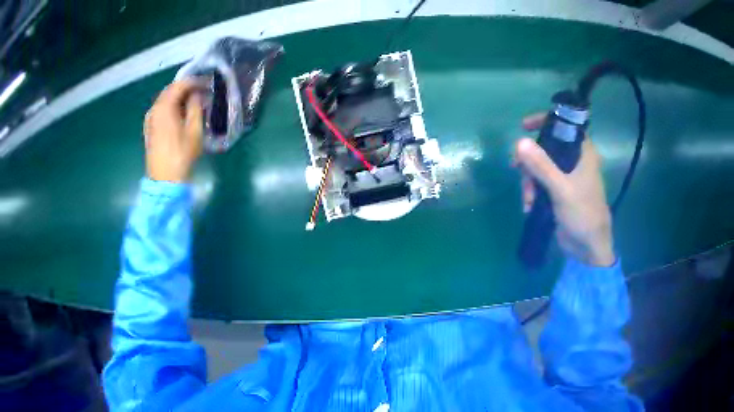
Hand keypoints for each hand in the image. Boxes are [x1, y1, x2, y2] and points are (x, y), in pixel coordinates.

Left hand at [144, 79, 204, 181]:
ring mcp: (149, 120)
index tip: (208, 84)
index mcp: (164, 107)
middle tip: (202, 91)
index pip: (180, 85)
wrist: (164, 181)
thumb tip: (196, 95)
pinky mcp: (149, 129)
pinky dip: (172, 107)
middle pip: (170, 90)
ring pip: (165, 100)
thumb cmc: (181, 155)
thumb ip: (196, 107)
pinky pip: (161, 110)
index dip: (195, 82)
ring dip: (179, 98)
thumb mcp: (194, 130)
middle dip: (186, 88)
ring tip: (193, 102)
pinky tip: (181, 114)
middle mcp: (154, 109)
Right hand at [514, 113, 615, 266]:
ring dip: (530, 181)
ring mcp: (566, 177)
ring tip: (528, 200)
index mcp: (583, 152)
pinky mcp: (559, 192)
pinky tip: (529, 207)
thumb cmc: (583, 214)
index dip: (544, 121)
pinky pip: (540, 183)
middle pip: (547, 147)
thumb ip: (542, 165)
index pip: (564, 126)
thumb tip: (519, 142)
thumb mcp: (561, 189)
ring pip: (540, 167)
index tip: (524, 127)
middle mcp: (575, 160)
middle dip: (530, 160)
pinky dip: (533, 192)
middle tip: (517, 168)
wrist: (589, 248)